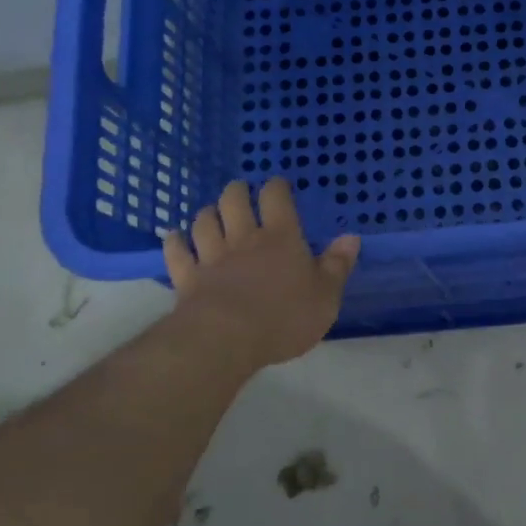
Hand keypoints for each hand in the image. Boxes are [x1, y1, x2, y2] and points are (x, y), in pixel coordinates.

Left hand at [162, 179, 359, 371]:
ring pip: (204, 222)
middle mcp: (244, 238)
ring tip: (212, 213)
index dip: (277, 187)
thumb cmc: (285, 317)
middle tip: (241, 192)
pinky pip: (177, 252)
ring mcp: (212, 257)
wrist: (226, 339)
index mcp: (281, 238)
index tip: (278, 186)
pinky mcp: (188, 278)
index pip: (276, 198)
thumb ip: (337, 265)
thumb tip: (351, 237)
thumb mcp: (326, 295)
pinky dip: (175, 241)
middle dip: (237, 192)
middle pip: (234, 201)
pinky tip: (174, 236)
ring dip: (207, 213)